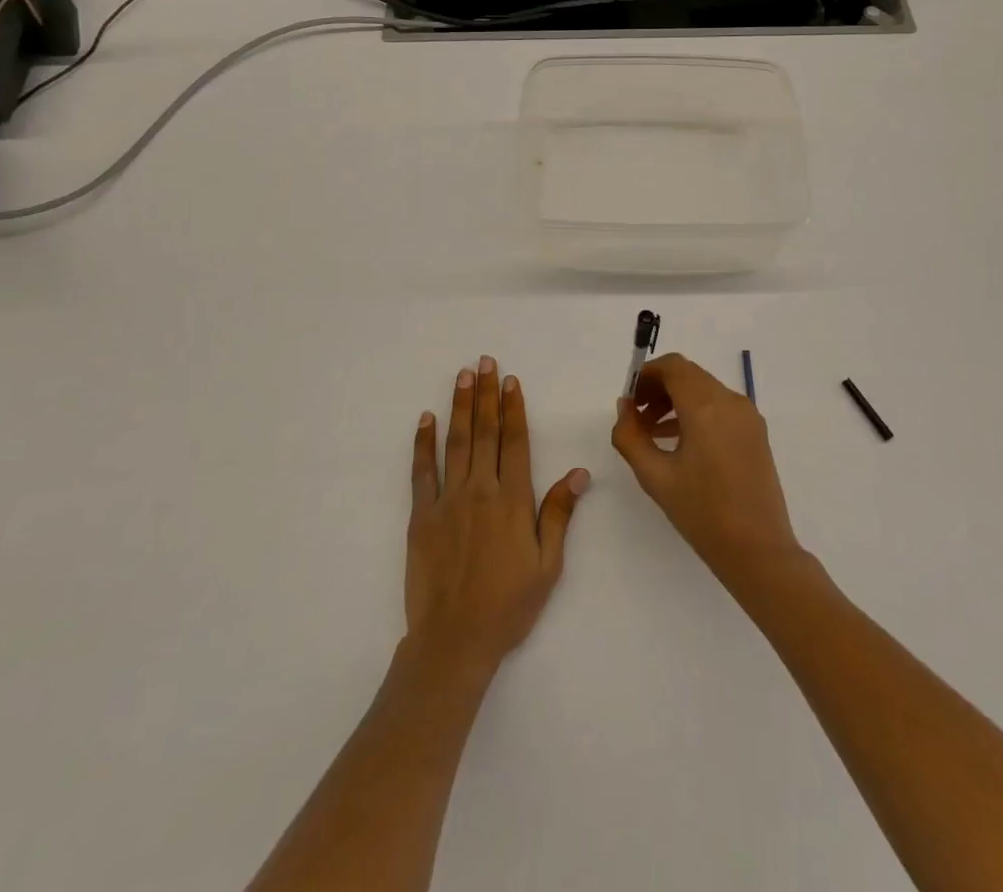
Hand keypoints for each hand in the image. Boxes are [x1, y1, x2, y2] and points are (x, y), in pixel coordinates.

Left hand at [405, 356, 589, 673]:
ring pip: (456, 442)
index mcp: (513, 500)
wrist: (454, 641)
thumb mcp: (547, 564)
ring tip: (462, 376)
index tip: (511, 380)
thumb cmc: (509, 605)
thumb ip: (559, 514)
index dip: (513, 408)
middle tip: (485, 362)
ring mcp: (447, 501)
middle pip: (485, 432)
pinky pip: (422, 472)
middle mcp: (480, 490)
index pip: (514, 441)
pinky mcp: (422, 516)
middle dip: (486, 394)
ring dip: (460, 406)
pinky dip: (424, 443)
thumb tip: (580, 472)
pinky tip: (426, 419)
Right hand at [610, 353, 802, 590]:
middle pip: (688, 375)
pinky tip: (678, 442)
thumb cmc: (702, 513)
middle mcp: (731, 401)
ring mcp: (747, 416)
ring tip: (651, 432)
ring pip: (704, 390)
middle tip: (635, 416)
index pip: (673, 366)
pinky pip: (720, 408)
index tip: (629, 399)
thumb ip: (630, 436)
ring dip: (675, 401)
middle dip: (659, 389)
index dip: (647, 375)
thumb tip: (625, 407)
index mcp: (706, 406)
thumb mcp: (655, 476)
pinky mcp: (755, 433)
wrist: (758, 551)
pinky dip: (695, 413)